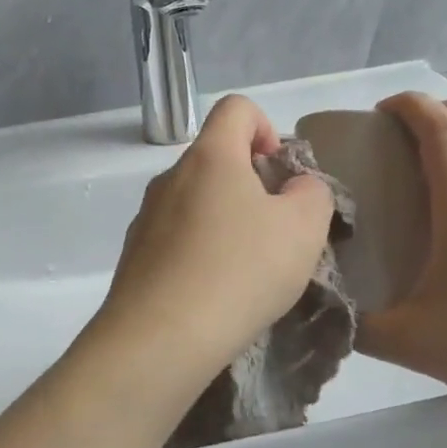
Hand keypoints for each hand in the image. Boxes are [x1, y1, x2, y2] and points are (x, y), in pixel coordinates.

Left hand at [90, 94, 336, 393]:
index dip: (266, 127)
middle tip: (275, 229)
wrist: (160, 338)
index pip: (236, 108)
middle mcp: (170, 177)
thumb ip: (312, 194)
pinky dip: (199, 251)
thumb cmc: (240, 271)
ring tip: (247, 268)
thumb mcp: (303, 229)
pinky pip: (175, 238)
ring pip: (195, 201)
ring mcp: (146, 217)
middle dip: (250, 183)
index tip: (279, 172)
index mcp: (210, 157)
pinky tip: (214, 292)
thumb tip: (296, 188)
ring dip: (224, 220)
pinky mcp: (134, 256)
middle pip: (215, 158)